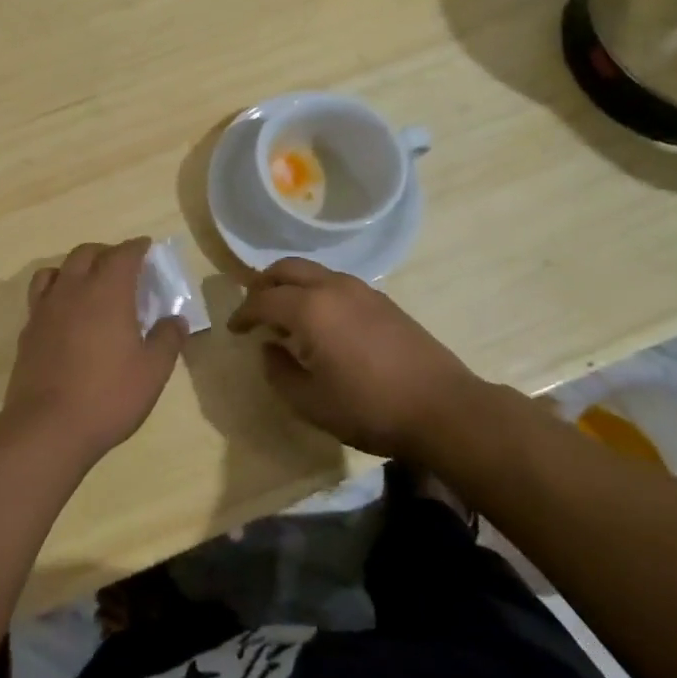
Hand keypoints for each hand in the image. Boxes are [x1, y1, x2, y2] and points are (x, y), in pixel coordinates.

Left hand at [4, 238, 187, 467]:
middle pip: (86, 254)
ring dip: (75, 267)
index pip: (123, 254)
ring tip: (88, 282)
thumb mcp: (152, 371)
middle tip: (122, 265)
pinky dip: (55, 291)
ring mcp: (45, 309)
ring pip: (57, 270)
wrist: (47, 427)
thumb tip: (176, 319)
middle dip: (106, 252)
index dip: (136, 247)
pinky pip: (40, 296)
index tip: (146, 247)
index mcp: (107, 292)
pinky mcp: (28, 331)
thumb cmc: (108, 396)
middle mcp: (73, 290)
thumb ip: (167, 340)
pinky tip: (64, 313)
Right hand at [228, 258, 478, 458]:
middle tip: (254, 308)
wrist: (443, 408)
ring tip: (285, 314)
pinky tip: (321, 321)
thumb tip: (269, 348)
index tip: (233, 329)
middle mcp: (332, 287)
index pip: (262, 299)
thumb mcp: (310, 403)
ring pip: (313, 271)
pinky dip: (315, 292)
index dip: (242, 313)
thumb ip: (279, 372)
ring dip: (291, 285)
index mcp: (309, 309)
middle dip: (263, 284)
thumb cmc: (369, 408)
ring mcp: (361, 290)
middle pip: (286, 269)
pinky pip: (336, 282)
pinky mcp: (382, 300)